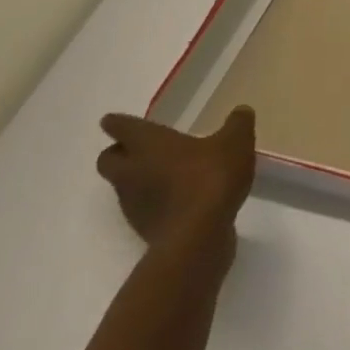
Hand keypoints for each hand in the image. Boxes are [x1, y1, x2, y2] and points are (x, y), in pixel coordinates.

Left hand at [96, 107, 256, 263]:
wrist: (198, 238)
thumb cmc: (210, 177)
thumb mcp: (236, 142)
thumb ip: (238, 123)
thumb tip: (241, 111)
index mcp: (148, 144)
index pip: (122, 127)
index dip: (116, 122)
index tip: (111, 120)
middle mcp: (133, 172)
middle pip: (108, 160)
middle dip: (118, 153)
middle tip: (138, 148)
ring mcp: (134, 204)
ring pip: (123, 186)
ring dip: (136, 179)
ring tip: (165, 174)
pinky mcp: (145, 229)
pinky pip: (142, 209)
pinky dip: (154, 202)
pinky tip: (178, 200)